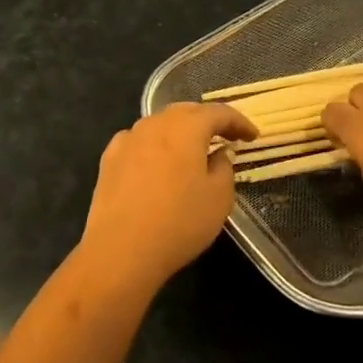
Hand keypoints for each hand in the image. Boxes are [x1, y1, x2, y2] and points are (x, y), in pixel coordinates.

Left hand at [79, 102, 258, 293]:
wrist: (120, 250)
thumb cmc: (179, 222)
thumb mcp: (219, 198)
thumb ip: (224, 168)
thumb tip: (218, 154)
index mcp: (186, 127)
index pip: (218, 112)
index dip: (238, 122)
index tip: (252, 136)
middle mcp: (155, 124)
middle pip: (186, 112)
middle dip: (207, 121)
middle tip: (224, 137)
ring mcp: (128, 139)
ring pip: (159, 125)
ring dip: (179, 133)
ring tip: (191, 151)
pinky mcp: (109, 159)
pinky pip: (138, 142)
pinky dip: (153, 146)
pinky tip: (156, 164)